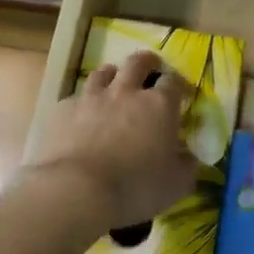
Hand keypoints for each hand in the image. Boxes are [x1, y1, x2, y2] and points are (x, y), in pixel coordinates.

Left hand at [28, 50, 197, 231]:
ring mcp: (92, 97)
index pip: (173, 81)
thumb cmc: (135, 188)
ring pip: (103, 72)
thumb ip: (187, 166)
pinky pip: (76, 98)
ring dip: (112, 76)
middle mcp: (126, 92)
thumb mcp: (176, 185)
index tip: (181, 93)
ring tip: (114, 87)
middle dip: (147, 63)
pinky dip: (83, 104)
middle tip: (150, 71)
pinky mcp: (63, 109)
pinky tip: (82, 117)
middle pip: (138, 62)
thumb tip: (190, 157)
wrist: (76, 191)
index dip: (179, 84)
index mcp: (159, 105)